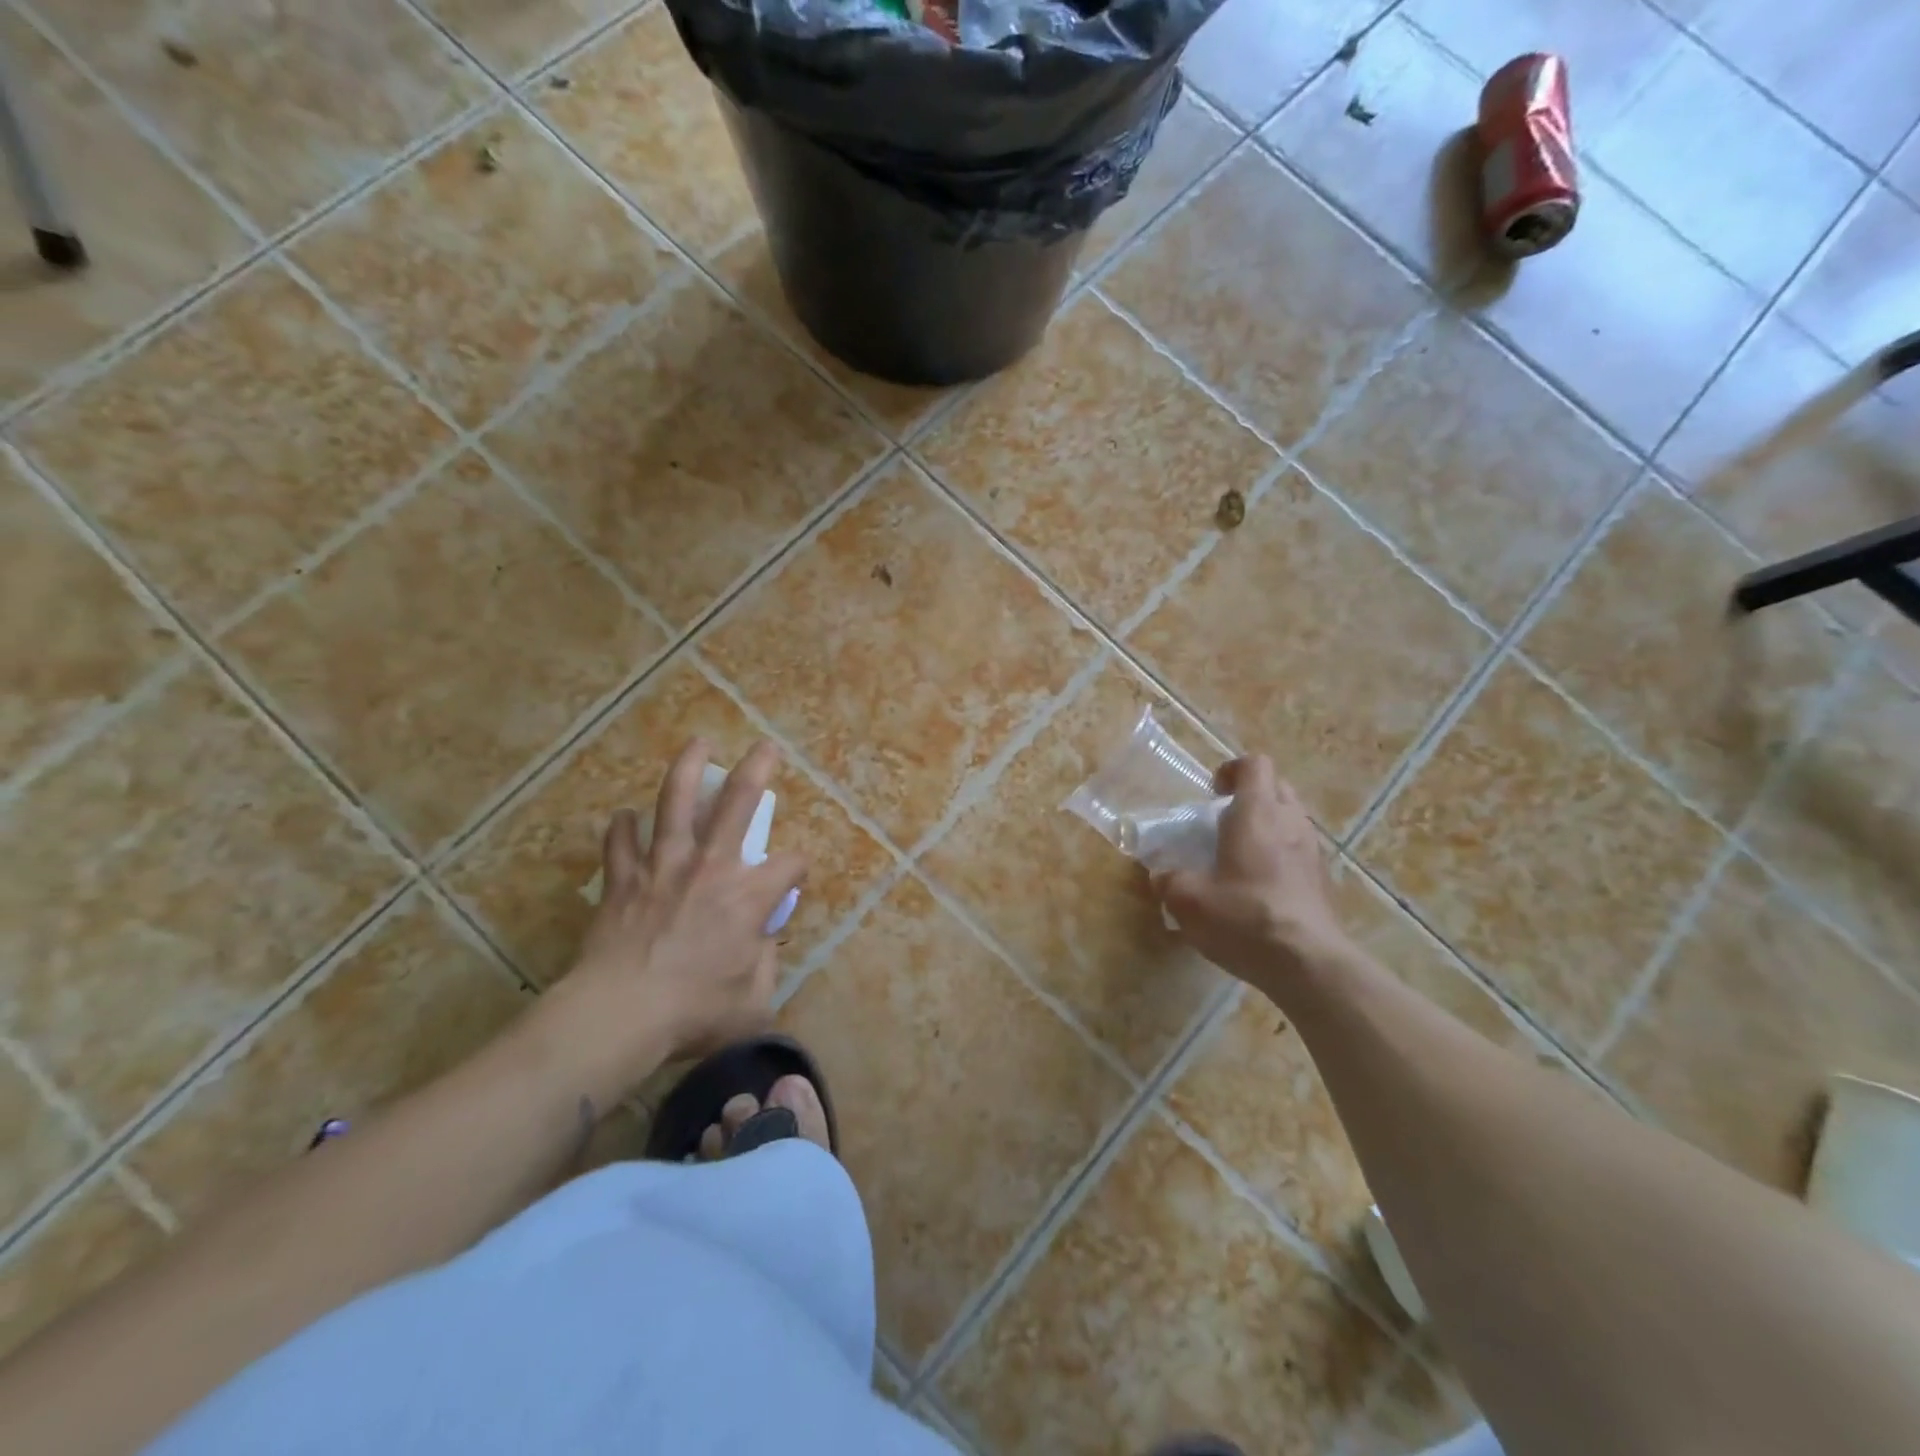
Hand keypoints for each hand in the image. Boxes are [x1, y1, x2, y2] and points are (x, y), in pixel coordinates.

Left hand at [533, 739, 805, 1104]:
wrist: (620, 1015)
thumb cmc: (694, 1012)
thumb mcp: (753, 1001)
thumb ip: (766, 965)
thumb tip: (763, 942)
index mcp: (749, 896)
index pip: (790, 865)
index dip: (799, 868)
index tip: (794, 878)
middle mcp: (711, 867)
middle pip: (738, 803)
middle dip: (757, 770)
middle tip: (765, 746)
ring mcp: (663, 867)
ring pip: (675, 804)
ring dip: (688, 770)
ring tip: (698, 744)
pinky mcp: (623, 880)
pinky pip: (621, 843)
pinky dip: (623, 829)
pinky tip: (626, 818)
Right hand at [1152, 756, 1350, 993]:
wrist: (1309, 965)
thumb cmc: (1245, 918)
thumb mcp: (1188, 901)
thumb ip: (1170, 881)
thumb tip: (1161, 876)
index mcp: (1257, 813)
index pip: (1253, 764)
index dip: (1231, 770)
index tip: (1212, 793)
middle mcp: (1290, 822)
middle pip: (1276, 787)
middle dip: (1250, 796)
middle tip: (1223, 822)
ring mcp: (1313, 851)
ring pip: (1292, 819)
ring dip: (1268, 826)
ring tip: (1241, 856)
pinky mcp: (1324, 881)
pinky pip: (1301, 851)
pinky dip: (1282, 856)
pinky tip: (1262, 888)